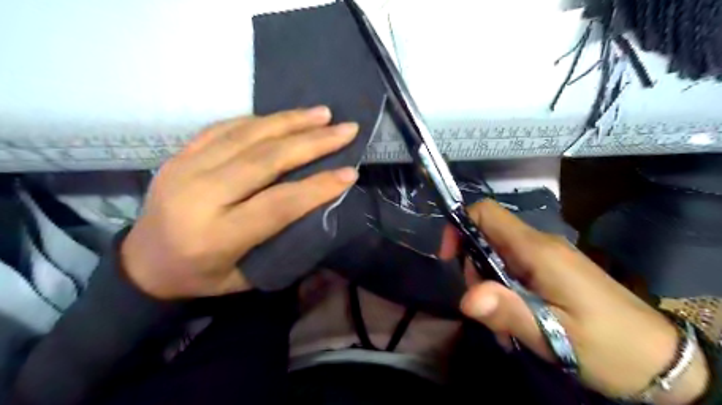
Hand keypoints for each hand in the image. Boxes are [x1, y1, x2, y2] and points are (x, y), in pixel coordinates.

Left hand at [124, 107, 363, 300]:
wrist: (141, 263)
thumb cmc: (201, 276)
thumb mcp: (246, 276)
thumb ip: (281, 243)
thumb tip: (319, 208)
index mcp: (216, 237)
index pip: (278, 204)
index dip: (317, 186)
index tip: (350, 172)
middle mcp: (199, 197)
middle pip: (264, 160)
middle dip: (312, 142)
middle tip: (345, 130)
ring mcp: (184, 169)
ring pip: (246, 136)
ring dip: (289, 122)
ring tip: (322, 114)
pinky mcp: (179, 155)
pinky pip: (224, 128)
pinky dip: (259, 120)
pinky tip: (284, 117)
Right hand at [459, 201, 708, 402]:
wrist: (664, 361)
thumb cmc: (610, 346)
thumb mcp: (554, 335)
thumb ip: (508, 312)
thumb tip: (465, 298)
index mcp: (537, 250)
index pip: (487, 213)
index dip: (460, 226)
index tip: (450, 258)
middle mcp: (540, 245)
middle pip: (487, 237)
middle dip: (474, 268)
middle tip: (486, 306)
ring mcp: (548, 257)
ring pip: (499, 255)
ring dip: (490, 284)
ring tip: (504, 324)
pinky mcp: (554, 270)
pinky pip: (516, 269)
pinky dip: (506, 290)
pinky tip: (517, 320)